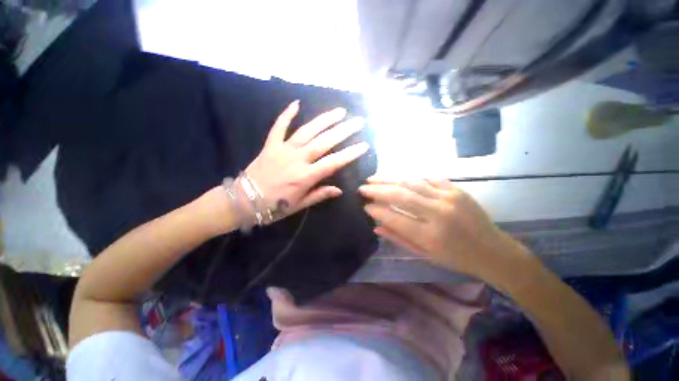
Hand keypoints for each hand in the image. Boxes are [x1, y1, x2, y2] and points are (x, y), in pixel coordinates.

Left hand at [245, 100, 368, 220]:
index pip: (333, 162)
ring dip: (324, 120)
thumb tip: (339, 190)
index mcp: (305, 177)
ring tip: (339, 111)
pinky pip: (278, 127)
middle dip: (343, 131)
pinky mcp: (270, 145)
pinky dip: (286, 114)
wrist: (243, 201)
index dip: (350, 154)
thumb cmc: (274, 207)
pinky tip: (296, 103)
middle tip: (357, 121)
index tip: (364, 145)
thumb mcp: (300, 205)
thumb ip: (320, 195)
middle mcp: (297, 159)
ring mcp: (283, 149)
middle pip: (323, 142)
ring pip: (307, 131)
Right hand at [359, 179, 527, 279]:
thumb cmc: (456, 258)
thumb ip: (398, 238)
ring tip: (373, 178)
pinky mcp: (457, 189)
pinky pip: (428, 178)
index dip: (376, 210)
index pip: (394, 217)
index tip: (364, 206)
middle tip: (362, 187)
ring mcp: (449, 198)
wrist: (494, 251)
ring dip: (389, 179)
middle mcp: (438, 213)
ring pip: (411, 182)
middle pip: (400, 195)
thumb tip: (376, 226)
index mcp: (430, 235)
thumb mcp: (425, 254)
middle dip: (377, 190)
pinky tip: (398, 178)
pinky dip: (410, 177)